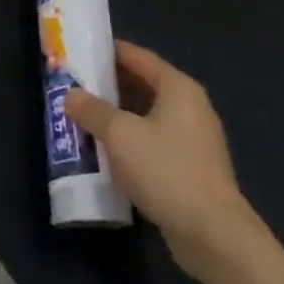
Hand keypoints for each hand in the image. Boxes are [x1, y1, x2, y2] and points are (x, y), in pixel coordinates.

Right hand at [63, 41, 252, 275]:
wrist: (212, 233)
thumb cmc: (165, 170)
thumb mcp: (119, 135)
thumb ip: (93, 111)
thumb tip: (71, 94)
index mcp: (178, 88)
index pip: (140, 57)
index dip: (111, 52)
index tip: (84, 50)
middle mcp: (191, 107)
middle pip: (145, 86)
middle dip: (111, 86)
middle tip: (78, 86)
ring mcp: (195, 140)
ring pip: (149, 117)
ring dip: (119, 117)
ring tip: (86, 118)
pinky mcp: (193, 169)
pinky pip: (155, 144)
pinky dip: (132, 143)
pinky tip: (109, 154)